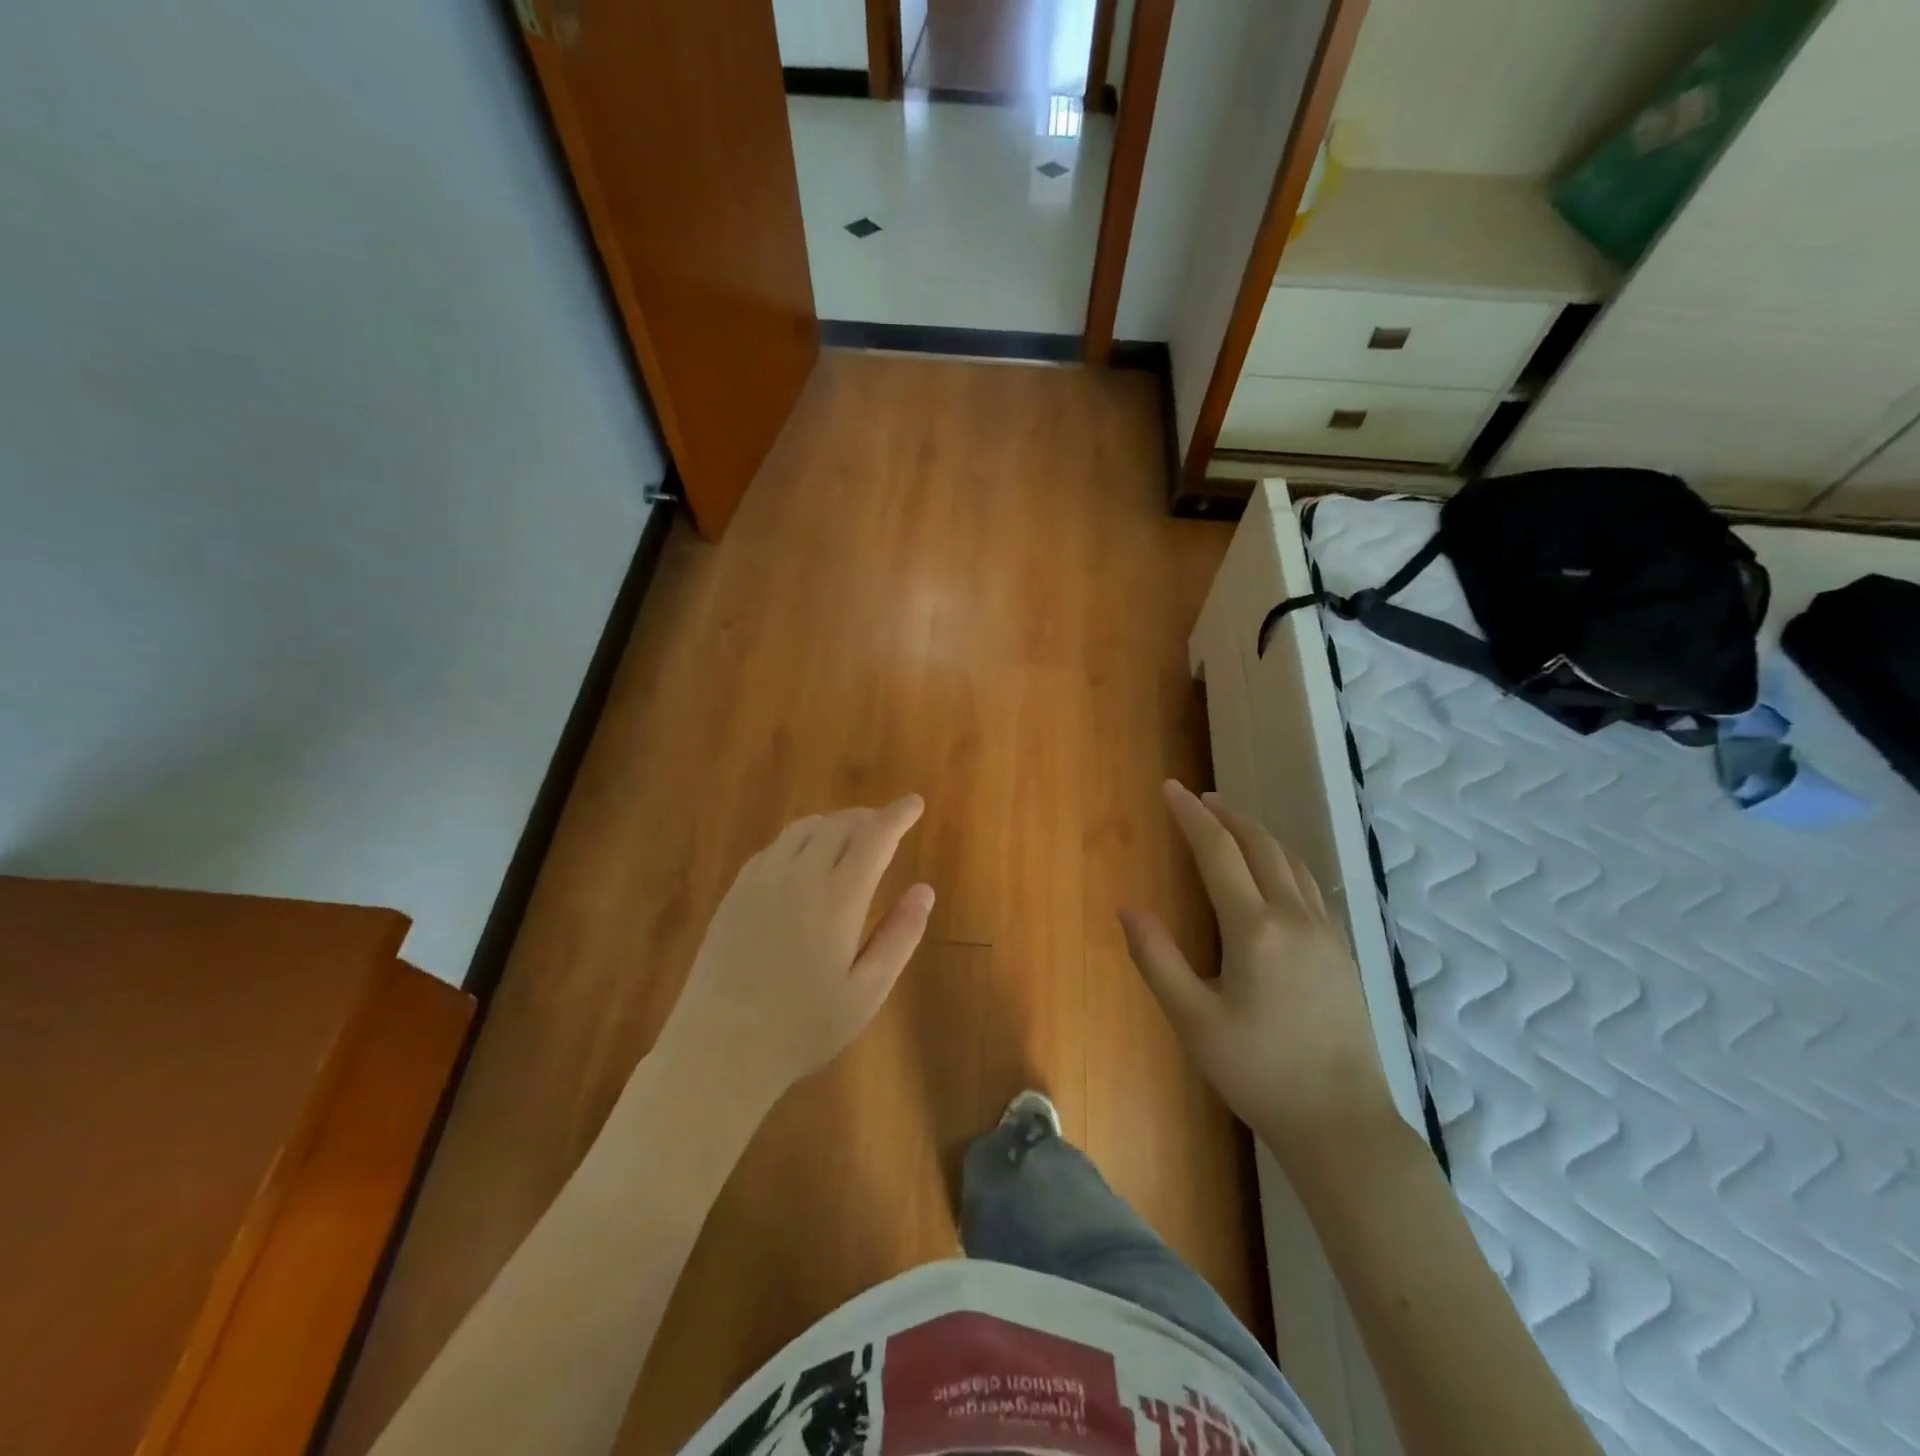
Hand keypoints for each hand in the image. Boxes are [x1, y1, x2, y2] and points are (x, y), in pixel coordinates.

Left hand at [656, 797, 933, 1109]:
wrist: (719, 1048)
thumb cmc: (803, 1027)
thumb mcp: (867, 991)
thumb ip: (900, 936)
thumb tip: (925, 890)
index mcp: (838, 898)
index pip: (875, 837)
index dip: (897, 815)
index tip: (914, 802)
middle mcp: (800, 875)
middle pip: (840, 825)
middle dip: (869, 817)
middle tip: (887, 824)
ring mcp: (762, 880)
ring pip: (804, 829)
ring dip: (834, 823)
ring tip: (851, 835)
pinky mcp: (736, 892)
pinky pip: (774, 847)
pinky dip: (801, 838)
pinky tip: (804, 857)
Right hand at [1120, 781, 1398, 1177]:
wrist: (1342, 1123)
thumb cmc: (1258, 1072)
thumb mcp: (1193, 1020)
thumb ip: (1157, 959)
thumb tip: (1128, 909)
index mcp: (1256, 929)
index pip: (1218, 852)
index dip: (1190, 816)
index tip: (1169, 788)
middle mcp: (1295, 918)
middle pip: (1260, 846)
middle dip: (1227, 815)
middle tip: (1198, 798)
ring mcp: (1326, 933)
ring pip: (1291, 862)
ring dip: (1257, 833)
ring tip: (1231, 822)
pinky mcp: (1342, 952)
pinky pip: (1309, 885)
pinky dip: (1282, 860)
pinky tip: (1273, 872)